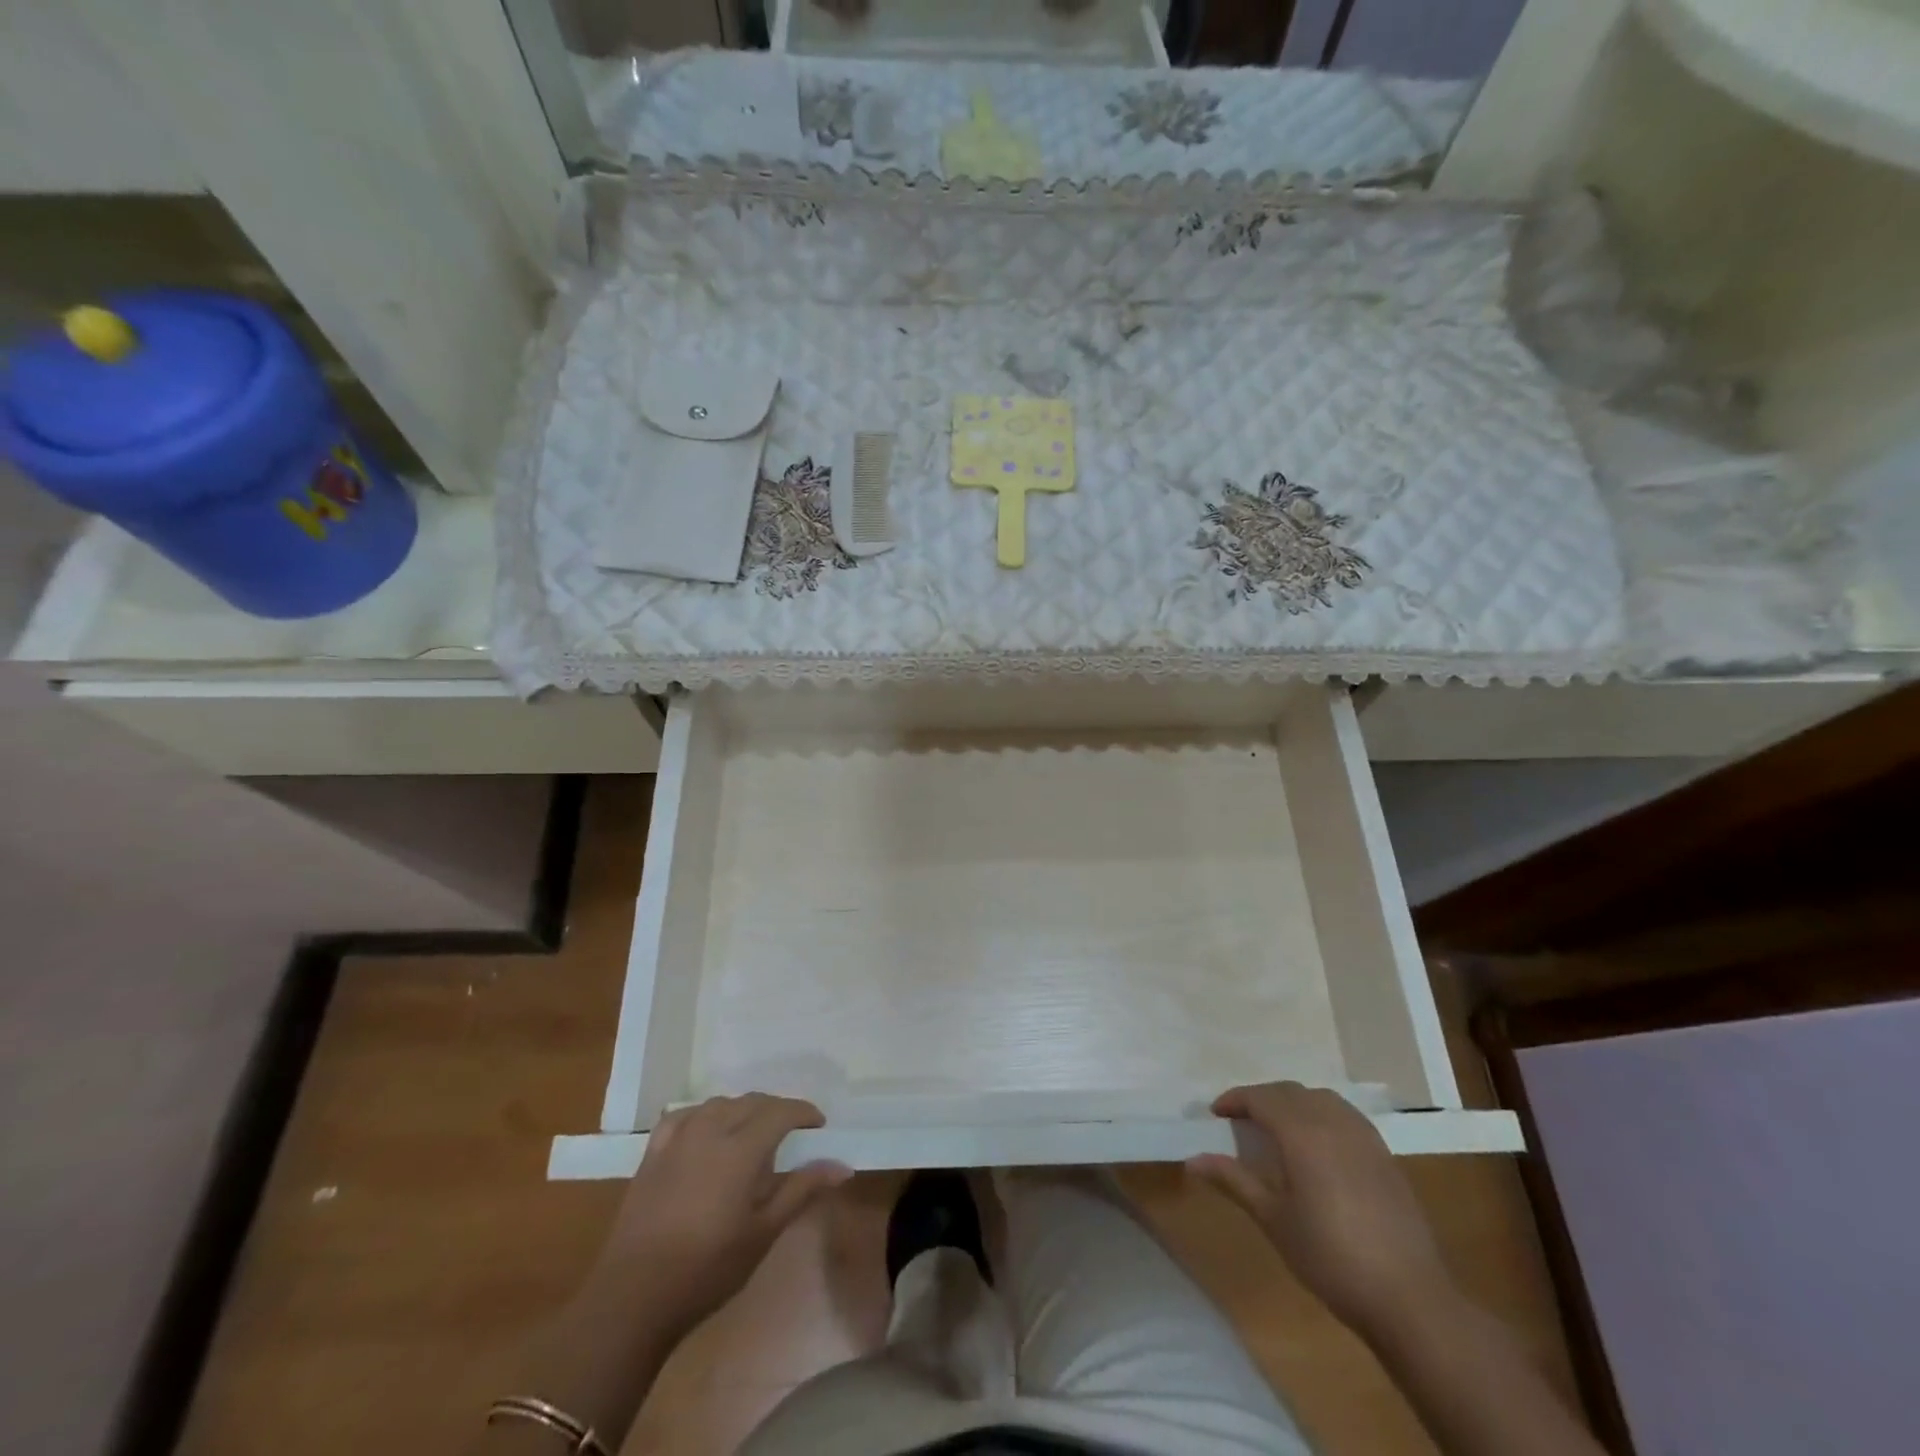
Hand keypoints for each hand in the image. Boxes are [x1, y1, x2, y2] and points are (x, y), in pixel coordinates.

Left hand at [597, 1094, 849, 1337]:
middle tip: (792, 1131)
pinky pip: (684, 1116)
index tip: (819, 1124)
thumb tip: (842, 1165)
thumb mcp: (763, 1233)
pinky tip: (706, 1129)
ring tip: (753, 1131)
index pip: (780, 1111)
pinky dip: (703, 1115)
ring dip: (742, 1109)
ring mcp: (678, 1139)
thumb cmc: (708, 1268)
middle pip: (751, 1102)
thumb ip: (801, 1190)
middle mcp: (710, 1130)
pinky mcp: (653, 1153)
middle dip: (776, 1109)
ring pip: (718, 1104)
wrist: (633, 1297)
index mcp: (741, 1148)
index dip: (803, 1112)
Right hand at [1188, 1082, 1455, 1339]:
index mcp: (1302, 1133)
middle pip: (1289, 1092)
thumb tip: (1193, 1160)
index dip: (1235, 1100)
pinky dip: (1321, 1114)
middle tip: (1240, 1121)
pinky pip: (1345, 1115)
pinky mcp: (1384, 1155)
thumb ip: (1234, 1181)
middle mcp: (1333, 1122)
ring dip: (1293, 1102)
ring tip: (1277, 1127)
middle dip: (1261, 1098)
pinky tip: (1317, 1144)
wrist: (1409, 1298)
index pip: (1261, 1097)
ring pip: (1320, 1098)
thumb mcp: (1274, 1220)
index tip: (1215, 1114)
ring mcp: (1364, 1137)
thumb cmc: (1331, 1258)